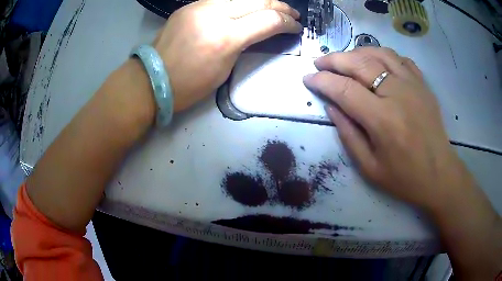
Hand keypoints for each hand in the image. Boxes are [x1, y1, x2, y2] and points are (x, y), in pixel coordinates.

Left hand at [153, 0, 301, 111]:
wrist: (152, 78)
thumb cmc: (189, 84)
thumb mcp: (225, 67)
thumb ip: (244, 43)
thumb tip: (257, 30)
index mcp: (226, 37)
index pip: (268, 21)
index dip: (288, 23)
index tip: (296, 28)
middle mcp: (214, 14)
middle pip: (258, 1)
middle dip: (281, 7)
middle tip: (292, 14)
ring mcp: (200, 6)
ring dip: (262, 2)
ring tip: (275, 8)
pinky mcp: (191, 5)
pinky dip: (241, 3)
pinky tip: (248, 8)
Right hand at [303, 47, 462, 208]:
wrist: (439, 175)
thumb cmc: (404, 178)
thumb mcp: (369, 167)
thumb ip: (348, 134)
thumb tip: (331, 106)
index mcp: (383, 120)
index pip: (344, 90)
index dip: (322, 81)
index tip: (308, 78)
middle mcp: (398, 94)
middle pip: (360, 63)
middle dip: (334, 60)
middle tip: (320, 61)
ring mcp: (413, 85)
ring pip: (379, 53)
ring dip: (356, 52)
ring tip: (344, 59)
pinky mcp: (423, 84)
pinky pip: (399, 58)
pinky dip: (382, 54)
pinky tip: (374, 61)